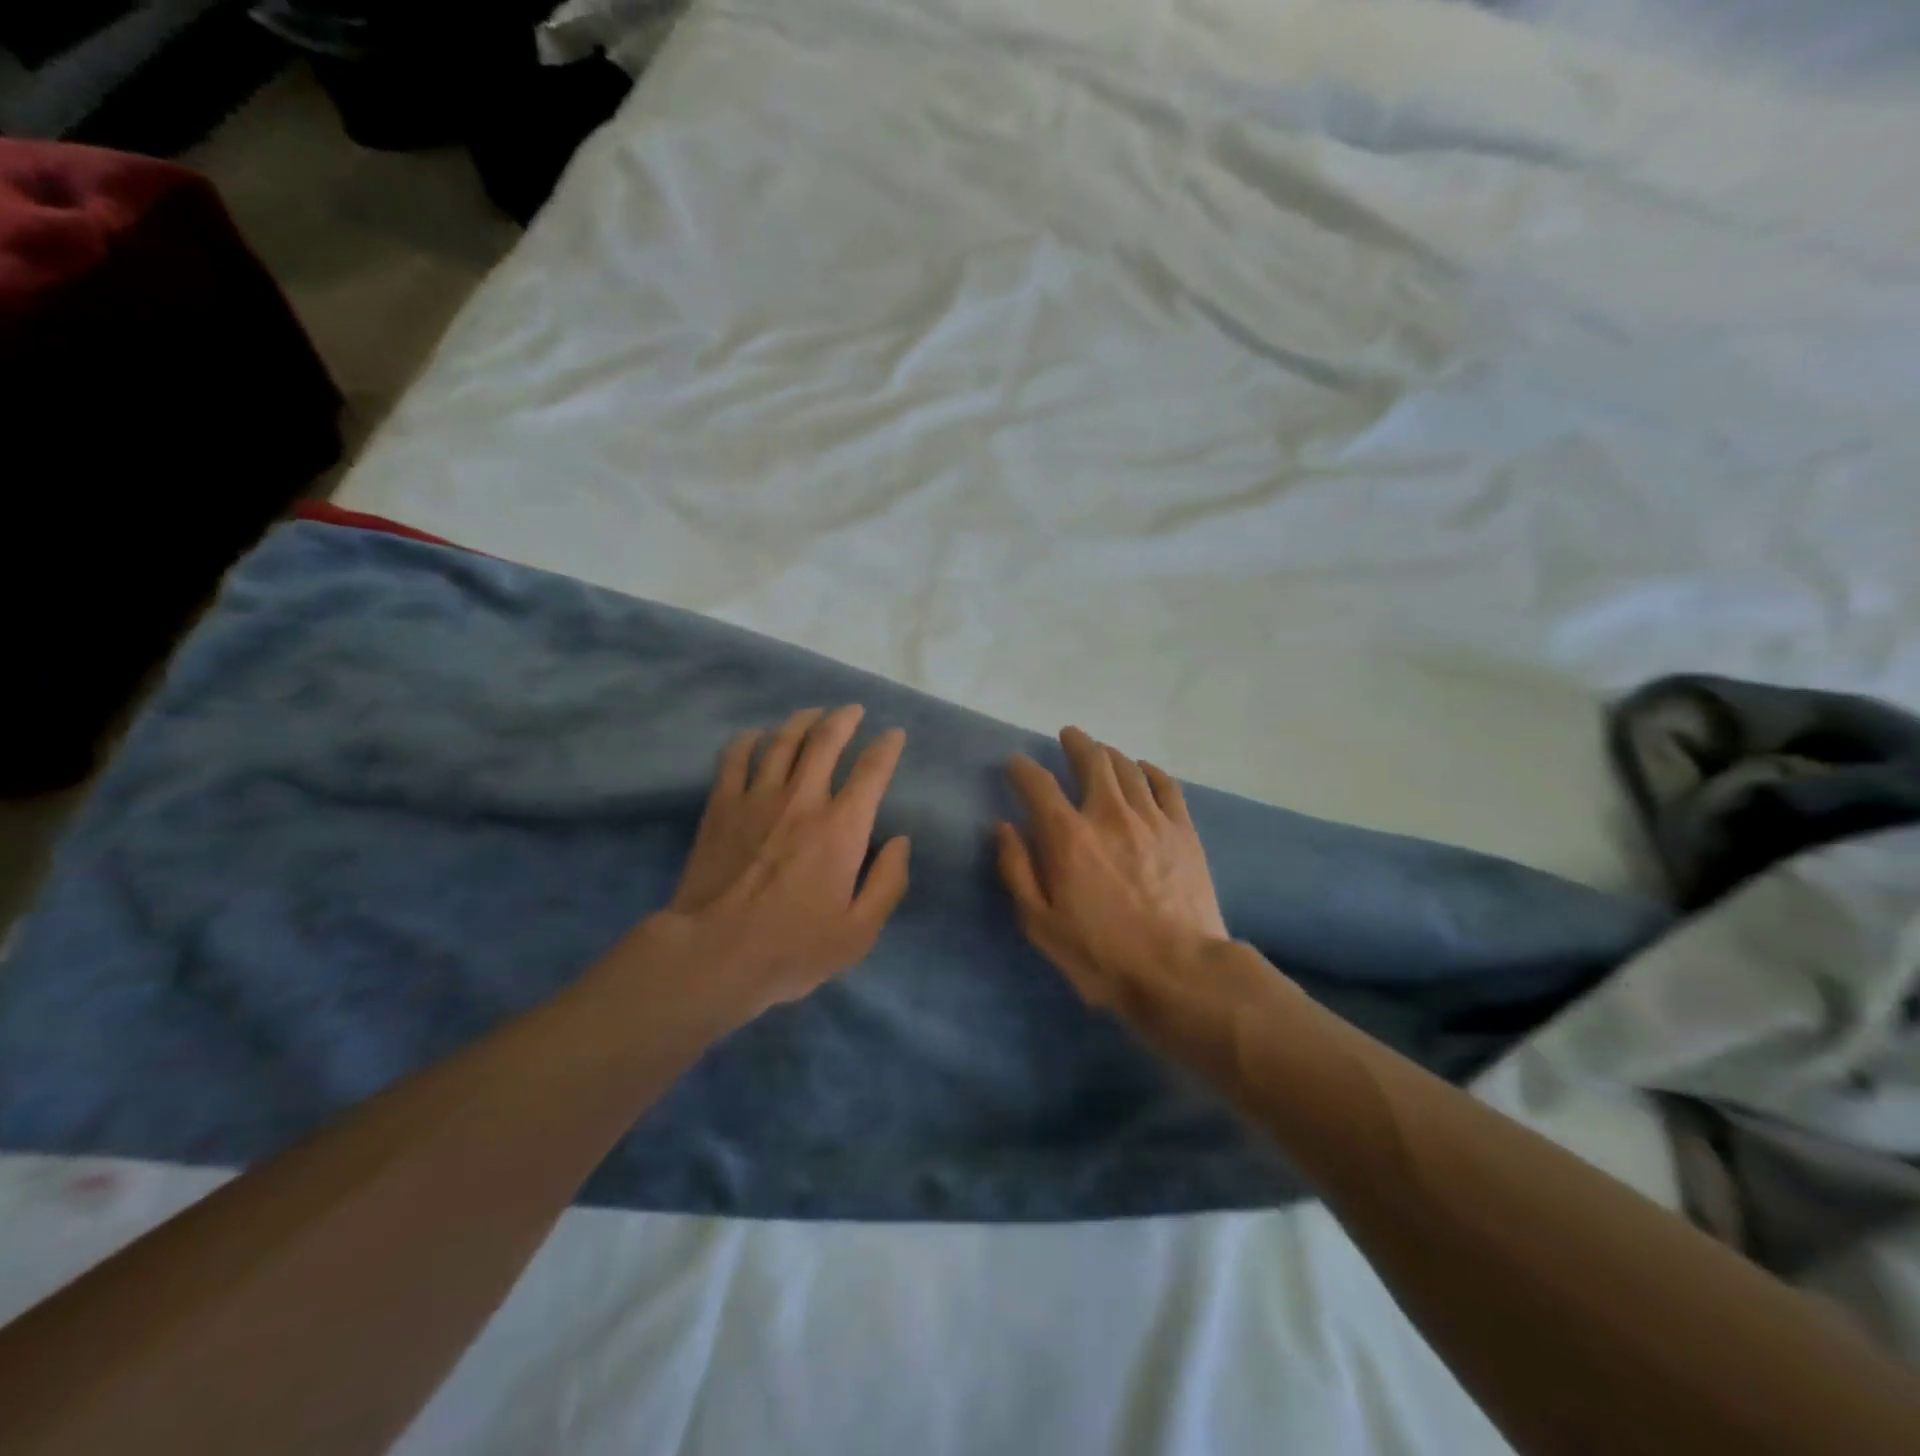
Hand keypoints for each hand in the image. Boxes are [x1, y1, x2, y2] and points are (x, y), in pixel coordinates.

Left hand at [625, 705, 910, 1022]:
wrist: (713, 954)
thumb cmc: (792, 948)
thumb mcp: (859, 932)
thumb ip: (888, 883)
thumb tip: (901, 841)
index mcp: (842, 828)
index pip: (872, 771)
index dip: (887, 747)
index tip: (894, 735)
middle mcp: (803, 799)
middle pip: (826, 740)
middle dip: (844, 719)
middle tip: (853, 710)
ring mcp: (757, 798)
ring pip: (782, 740)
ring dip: (802, 720)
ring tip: (813, 713)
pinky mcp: (721, 806)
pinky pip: (735, 757)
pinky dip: (748, 739)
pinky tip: (756, 735)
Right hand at [997, 726, 1229, 1012]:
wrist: (1180, 971)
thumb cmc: (1101, 954)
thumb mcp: (1041, 923)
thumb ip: (1018, 870)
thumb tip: (1004, 826)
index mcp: (1068, 836)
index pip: (1038, 784)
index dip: (1022, 768)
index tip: (1016, 763)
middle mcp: (1108, 814)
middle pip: (1091, 760)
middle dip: (1075, 743)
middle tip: (1068, 736)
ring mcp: (1151, 818)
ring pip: (1128, 768)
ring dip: (1110, 753)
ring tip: (1101, 751)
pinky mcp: (1183, 830)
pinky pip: (1165, 785)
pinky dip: (1150, 771)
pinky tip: (1143, 770)